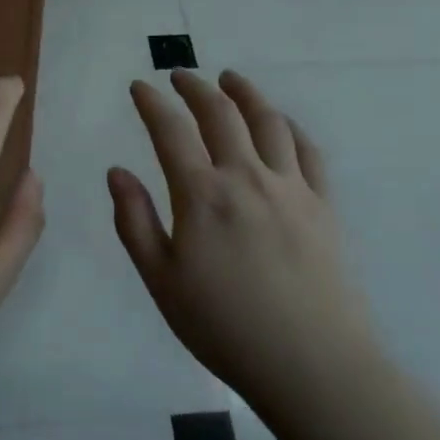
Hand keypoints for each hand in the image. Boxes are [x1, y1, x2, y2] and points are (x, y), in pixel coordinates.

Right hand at [108, 69, 370, 413]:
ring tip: (230, 79)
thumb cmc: (224, 327)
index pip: (170, 131)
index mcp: (202, 195)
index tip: (139, 86)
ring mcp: (290, 187)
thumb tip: (116, 172)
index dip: (152, 104)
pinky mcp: (323, 204)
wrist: (311, 363)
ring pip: (268, 121)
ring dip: (245, 93)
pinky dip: (289, 127)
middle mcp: (246, 177)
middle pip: (220, 114)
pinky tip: (281, 123)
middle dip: (196, 87)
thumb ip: (135, 222)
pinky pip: (307, 150)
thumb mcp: (161, 281)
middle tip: (180, 76)